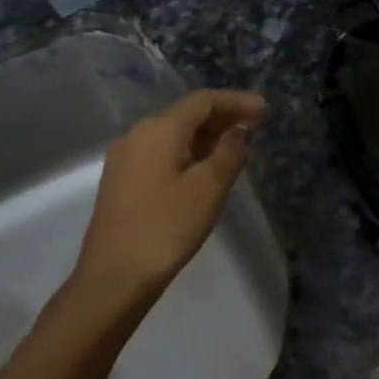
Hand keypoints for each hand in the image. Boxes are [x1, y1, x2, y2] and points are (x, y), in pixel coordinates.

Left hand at [69, 89, 267, 315]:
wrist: (113, 277)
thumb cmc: (166, 228)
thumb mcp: (208, 189)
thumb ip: (229, 153)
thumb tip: (238, 131)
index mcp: (158, 129)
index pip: (203, 101)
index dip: (236, 101)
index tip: (265, 109)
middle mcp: (137, 134)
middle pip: (186, 114)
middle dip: (222, 117)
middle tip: (257, 125)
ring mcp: (125, 158)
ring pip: (173, 134)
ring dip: (206, 135)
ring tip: (236, 146)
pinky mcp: (121, 180)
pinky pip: (161, 152)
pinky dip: (188, 152)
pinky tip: (205, 167)